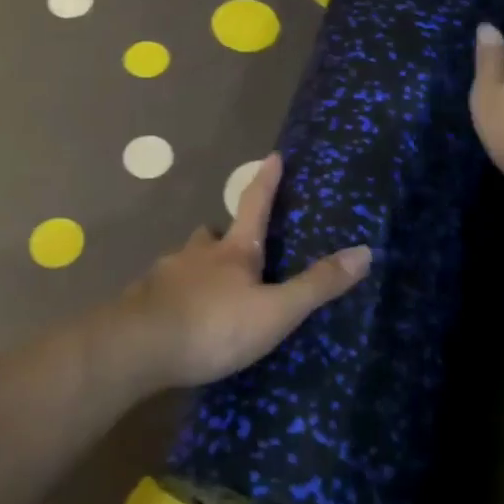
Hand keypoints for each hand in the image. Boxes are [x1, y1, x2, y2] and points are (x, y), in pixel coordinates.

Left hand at [112, 153, 371, 390]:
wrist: (138, 348)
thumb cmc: (214, 326)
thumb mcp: (275, 311)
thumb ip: (317, 286)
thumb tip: (365, 252)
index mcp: (233, 252)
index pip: (255, 205)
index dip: (267, 180)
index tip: (273, 155)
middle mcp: (197, 255)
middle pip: (212, 234)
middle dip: (223, 235)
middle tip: (234, 248)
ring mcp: (165, 275)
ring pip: (185, 261)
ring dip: (198, 267)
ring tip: (209, 290)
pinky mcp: (143, 302)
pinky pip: (163, 291)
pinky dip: (174, 297)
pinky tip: (179, 319)